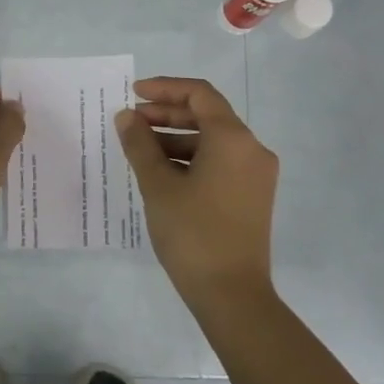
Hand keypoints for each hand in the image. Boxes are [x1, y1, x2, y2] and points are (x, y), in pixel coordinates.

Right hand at [114, 76, 278, 308]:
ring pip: (213, 141)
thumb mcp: (158, 185)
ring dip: (176, 138)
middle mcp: (252, 149)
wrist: (232, 294)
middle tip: (131, 122)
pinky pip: (220, 163)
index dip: (165, 89)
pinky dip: (191, 159)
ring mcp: (256, 174)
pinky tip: (162, 173)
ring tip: (139, 150)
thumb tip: (127, 117)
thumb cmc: (193, 233)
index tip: (134, 93)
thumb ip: (140, 144)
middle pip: (207, 116)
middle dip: (167, 115)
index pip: (199, 95)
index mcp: (233, 139)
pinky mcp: (253, 196)